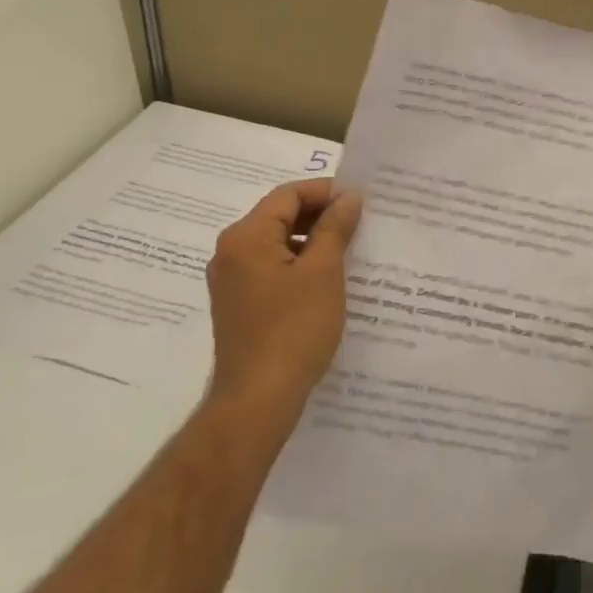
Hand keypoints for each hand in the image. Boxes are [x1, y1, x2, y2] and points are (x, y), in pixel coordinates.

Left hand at [203, 180, 362, 438]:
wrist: (258, 400)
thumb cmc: (293, 329)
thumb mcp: (323, 272)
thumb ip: (335, 228)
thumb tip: (348, 197)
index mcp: (246, 237)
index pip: (288, 195)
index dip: (326, 191)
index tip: (361, 200)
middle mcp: (231, 252)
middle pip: (280, 216)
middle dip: (320, 215)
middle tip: (361, 222)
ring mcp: (232, 281)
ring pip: (277, 243)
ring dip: (313, 241)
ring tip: (351, 248)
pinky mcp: (239, 304)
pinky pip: (272, 268)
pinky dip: (300, 264)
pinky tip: (330, 279)